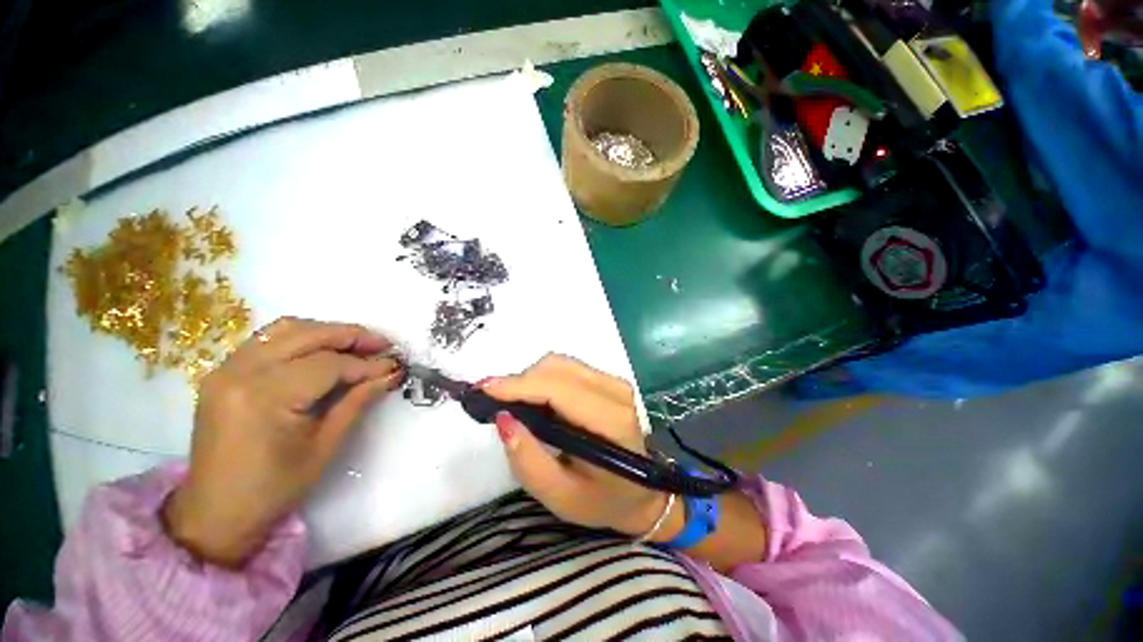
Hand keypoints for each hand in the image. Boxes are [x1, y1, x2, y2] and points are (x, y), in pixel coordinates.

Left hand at [162, 317, 403, 566]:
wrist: (216, 511)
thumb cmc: (274, 487)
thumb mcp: (325, 446)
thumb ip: (357, 401)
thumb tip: (390, 373)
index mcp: (263, 397)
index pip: (327, 365)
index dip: (366, 364)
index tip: (394, 366)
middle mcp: (240, 373)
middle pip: (307, 335)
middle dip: (352, 336)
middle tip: (383, 345)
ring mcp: (226, 369)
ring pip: (286, 329)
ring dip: (327, 332)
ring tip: (356, 345)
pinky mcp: (223, 372)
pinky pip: (268, 339)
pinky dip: (302, 338)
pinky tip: (322, 352)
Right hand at [481, 354, 672, 538]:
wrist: (641, 492)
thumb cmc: (602, 500)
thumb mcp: (560, 496)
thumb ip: (529, 461)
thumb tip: (503, 419)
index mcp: (610, 424)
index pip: (559, 390)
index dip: (519, 385)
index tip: (483, 389)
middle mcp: (616, 393)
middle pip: (557, 368)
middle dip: (520, 382)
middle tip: (496, 404)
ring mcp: (615, 382)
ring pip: (560, 363)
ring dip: (531, 379)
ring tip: (516, 405)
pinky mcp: (610, 380)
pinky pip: (568, 367)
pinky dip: (545, 378)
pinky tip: (538, 400)